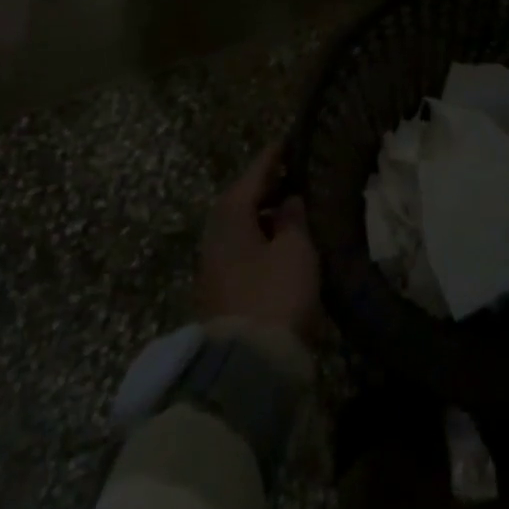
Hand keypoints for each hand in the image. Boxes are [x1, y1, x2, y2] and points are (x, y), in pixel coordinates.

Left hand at [196, 144, 322, 342]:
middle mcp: (214, 234)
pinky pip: (241, 249)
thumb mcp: (294, 249)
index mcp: (230, 215)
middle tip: (291, 173)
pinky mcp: (219, 291)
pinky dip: (259, 237)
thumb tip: (289, 199)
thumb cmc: (274, 295)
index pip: (254, 173)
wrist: (245, 368)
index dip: (273, 156)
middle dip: (265, 186)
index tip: (288, 140)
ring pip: (240, 227)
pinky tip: (278, 242)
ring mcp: (213, 265)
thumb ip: (293, 218)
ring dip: (262, 215)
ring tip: (290, 207)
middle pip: (241, 200)